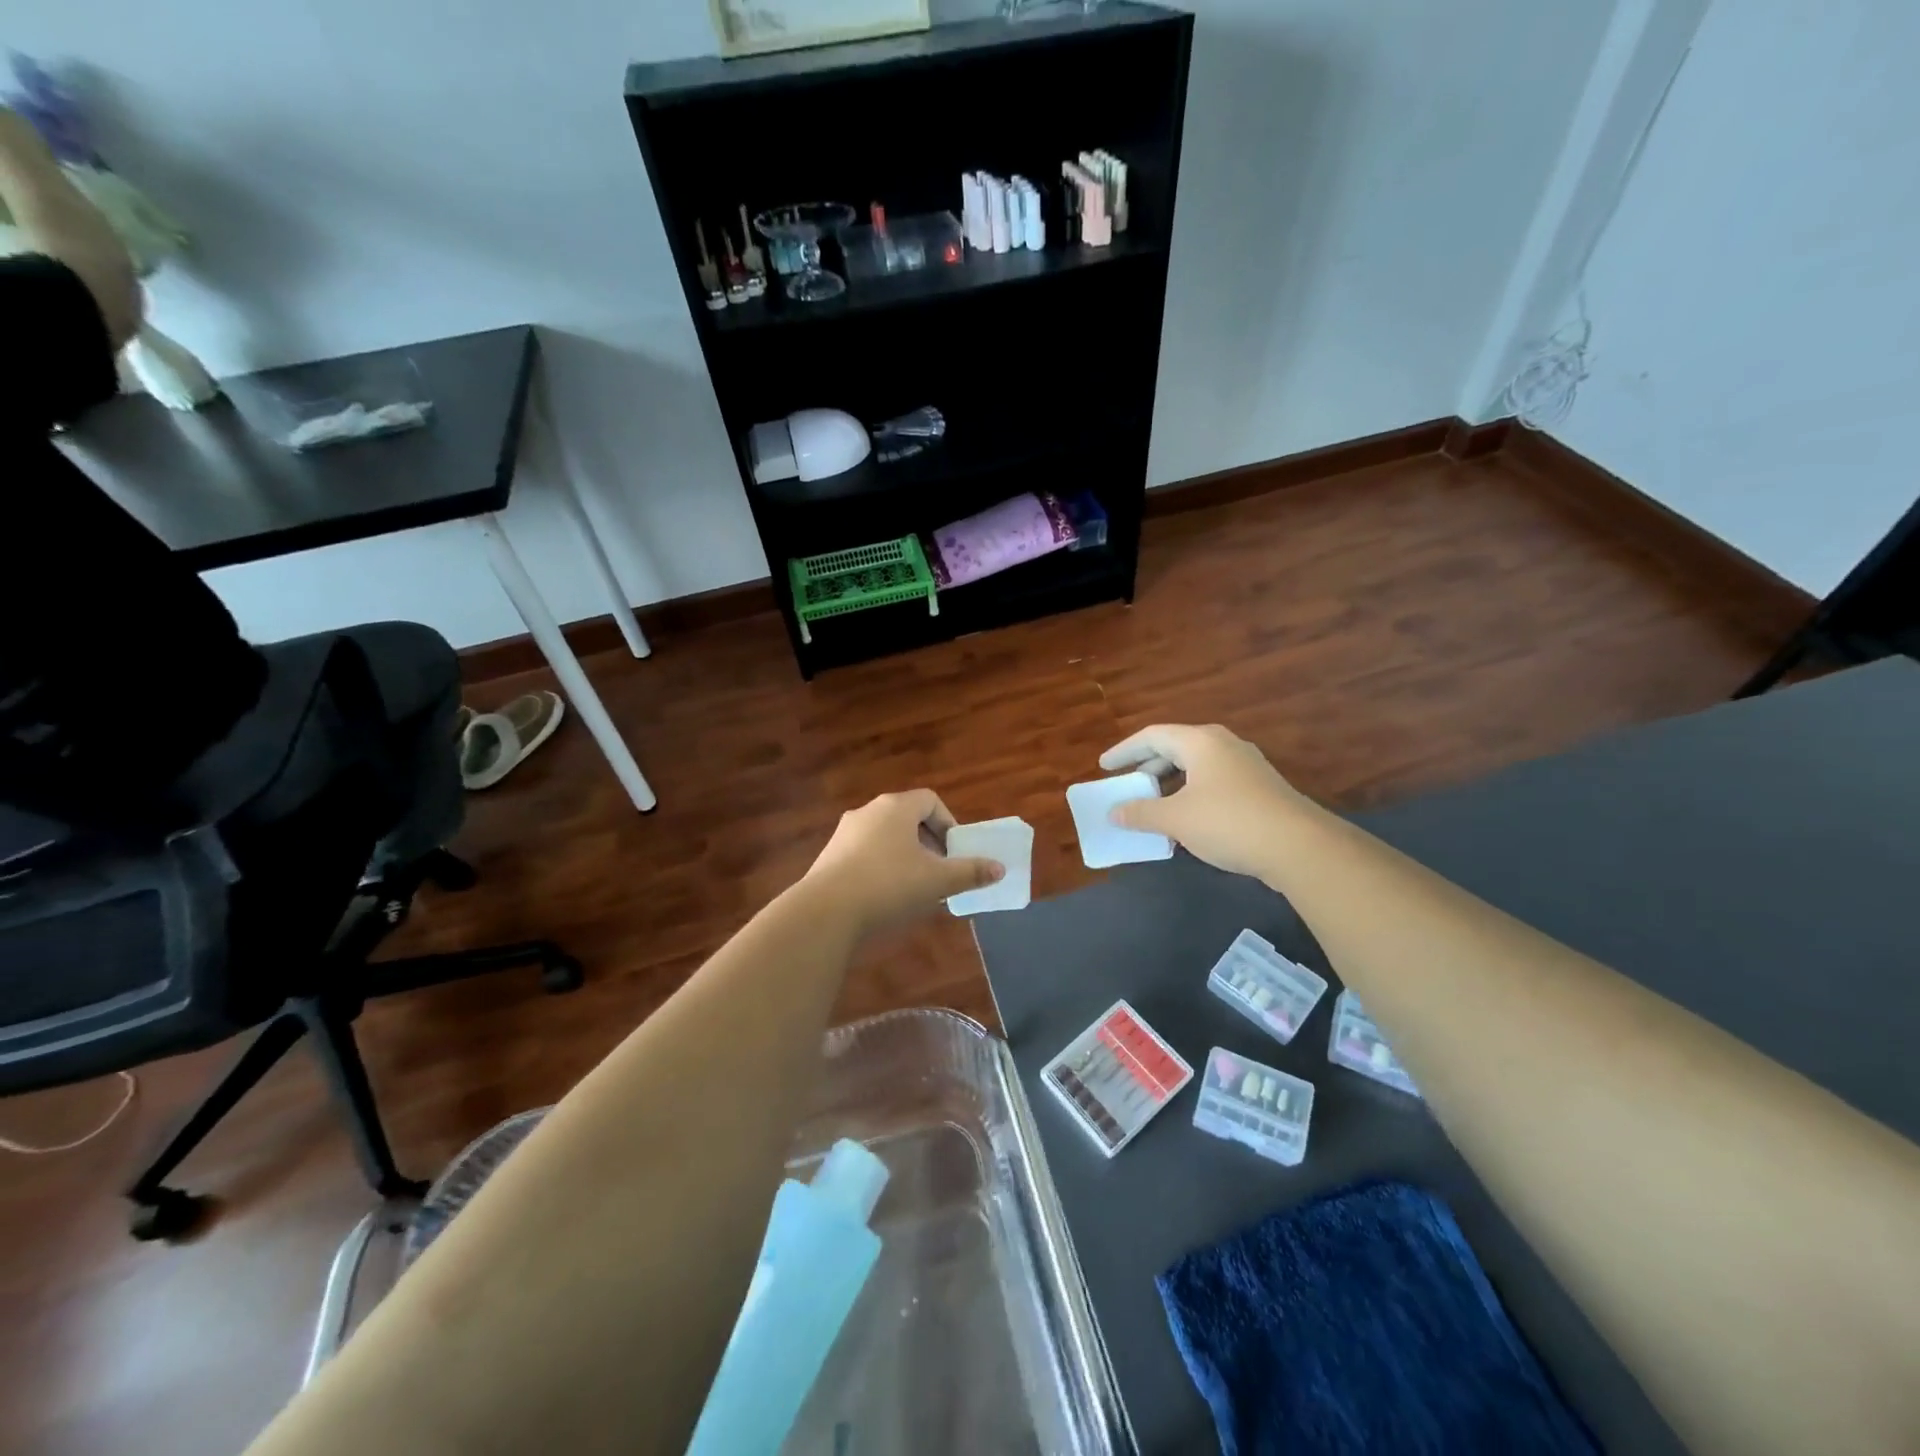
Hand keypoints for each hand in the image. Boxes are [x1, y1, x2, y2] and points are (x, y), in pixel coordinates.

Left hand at [799, 789, 1003, 937]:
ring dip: (904, 857)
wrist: (825, 912)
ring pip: (884, 838)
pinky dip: (880, 869)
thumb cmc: (890, 886)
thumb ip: (970, 872)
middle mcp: (868, 811)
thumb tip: (999, 868)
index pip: (930, 801)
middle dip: (928, 843)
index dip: (948, 824)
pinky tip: (884, 899)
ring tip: (914, 889)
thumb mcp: (938, 881)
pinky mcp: (828, 857)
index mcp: (895, 807)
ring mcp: (844, 833)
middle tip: (939, 872)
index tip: (955, 853)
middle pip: (906, 818)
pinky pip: (864, 855)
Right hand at [1099, 723, 1313, 879]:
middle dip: (1148, 766)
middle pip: (1175, 748)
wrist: (1299, 846)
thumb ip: (1141, 813)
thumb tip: (1114, 813)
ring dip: (1170, 784)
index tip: (1104, 767)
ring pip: (1197, 766)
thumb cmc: (1228, 822)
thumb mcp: (1176, 819)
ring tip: (1153, 805)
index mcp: (1200, 742)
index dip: (1124, 750)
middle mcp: (1224, 744)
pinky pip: (1214, 782)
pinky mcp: (1259, 788)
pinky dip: (1191, 794)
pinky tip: (1186, 821)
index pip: (1152, 736)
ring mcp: (1246, 765)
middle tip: (1127, 783)